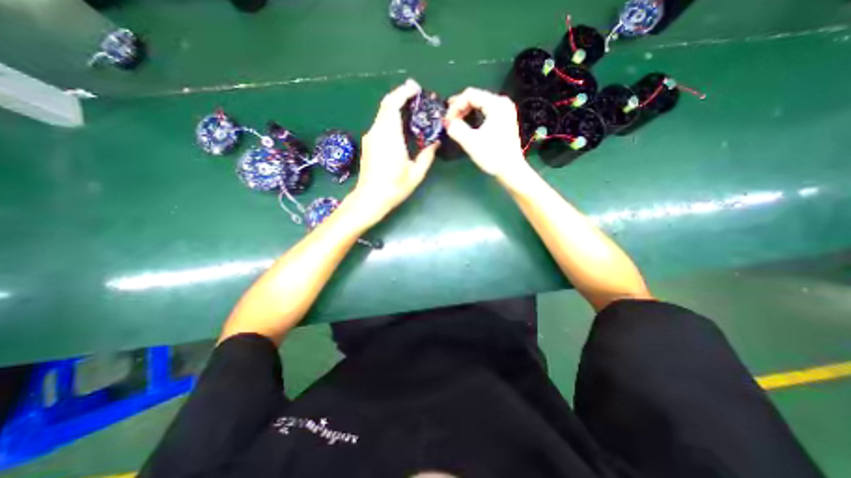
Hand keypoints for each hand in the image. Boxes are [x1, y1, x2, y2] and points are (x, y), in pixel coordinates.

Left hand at [347, 79, 438, 227]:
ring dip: (395, 107)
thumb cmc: (394, 187)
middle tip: (415, 95)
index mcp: (389, 136)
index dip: (403, 93)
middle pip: (386, 105)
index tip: (415, 88)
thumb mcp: (416, 173)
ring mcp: (370, 138)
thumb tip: (435, 142)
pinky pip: (380, 124)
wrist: (369, 199)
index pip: (392, 105)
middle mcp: (377, 132)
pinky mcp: (368, 144)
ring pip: (382, 114)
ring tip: (411, 109)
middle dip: (400, 96)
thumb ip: (427, 155)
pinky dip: (390, 118)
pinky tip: (400, 126)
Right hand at [442, 88, 529, 180]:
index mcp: (496, 104)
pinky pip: (485, 112)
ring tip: (455, 122)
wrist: (511, 170)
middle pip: (476, 97)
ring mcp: (505, 112)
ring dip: (466, 112)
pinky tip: (467, 124)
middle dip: (460, 108)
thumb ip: (456, 129)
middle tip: (448, 120)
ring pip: (480, 105)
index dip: (455, 106)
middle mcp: (502, 103)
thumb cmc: (492, 155)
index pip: (470, 95)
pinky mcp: (504, 121)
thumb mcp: (471, 142)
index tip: (447, 120)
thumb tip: (447, 122)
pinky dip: (474, 116)